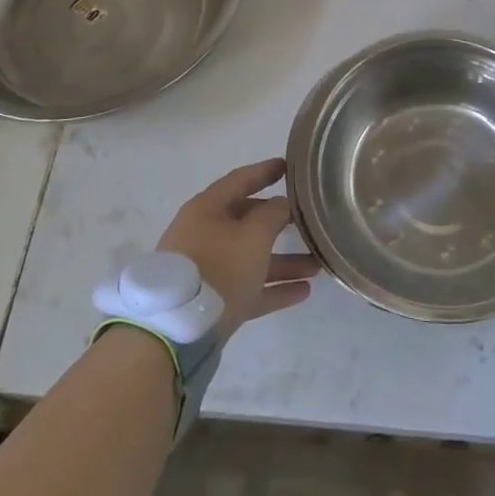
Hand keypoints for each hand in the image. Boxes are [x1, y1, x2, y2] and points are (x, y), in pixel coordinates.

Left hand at [156, 158, 317, 338]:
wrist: (177, 329)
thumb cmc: (218, 267)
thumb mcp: (253, 235)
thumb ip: (274, 214)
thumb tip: (283, 204)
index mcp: (208, 208)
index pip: (240, 180)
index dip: (265, 171)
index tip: (288, 166)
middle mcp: (205, 233)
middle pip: (247, 220)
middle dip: (279, 223)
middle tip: (307, 222)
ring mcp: (207, 268)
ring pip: (251, 257)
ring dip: (284, 261)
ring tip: (317, 266)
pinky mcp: (212, 301)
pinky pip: (248, 287)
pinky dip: (273, 287)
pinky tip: (303, 292)